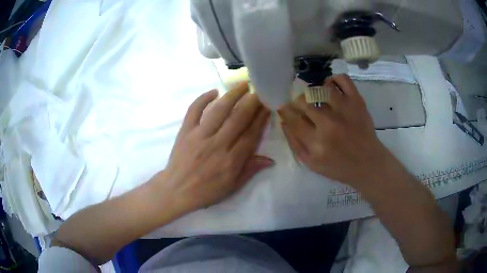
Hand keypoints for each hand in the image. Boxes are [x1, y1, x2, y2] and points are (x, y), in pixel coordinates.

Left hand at [155, 83, 272, 212]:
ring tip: (242, 84)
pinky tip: (213, 91)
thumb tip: (270, 159)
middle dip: (251, 102)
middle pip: (238, 118)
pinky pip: (194, 111)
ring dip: (232, 95)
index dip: (261, 119)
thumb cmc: (205, 191)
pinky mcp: (185, 131)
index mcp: (231, 161)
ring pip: (218, 111)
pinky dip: (202, 99)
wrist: (176, 190)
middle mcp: (217, 145)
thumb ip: (250, 170)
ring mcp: (199, 136)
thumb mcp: (231, 187)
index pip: (251, 134)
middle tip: (260, 89)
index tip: (268, 105)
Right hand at [278, 75, 393, 187]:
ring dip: (314, 91)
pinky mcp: (357, 102)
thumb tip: (283, 122)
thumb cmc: (339, 167)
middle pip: (304, 102)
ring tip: (316, 97)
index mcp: (317, 143)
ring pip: (321, 89)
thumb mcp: (312, 164)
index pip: (293, 119)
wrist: (368, 163)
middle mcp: (329, 124)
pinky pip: (343, 80)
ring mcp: (345, 110)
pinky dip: (334, 79)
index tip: (283, 107)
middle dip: (297, 102)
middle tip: (300, 105)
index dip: (285, 111)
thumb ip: (295, 144)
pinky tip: (330, 86)